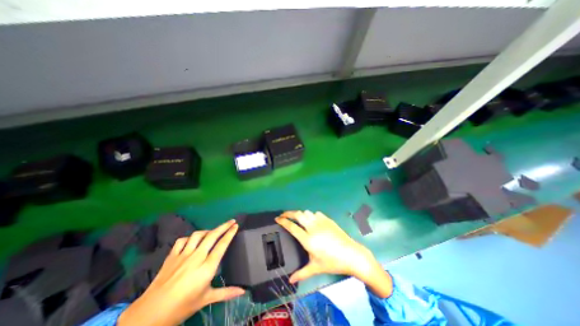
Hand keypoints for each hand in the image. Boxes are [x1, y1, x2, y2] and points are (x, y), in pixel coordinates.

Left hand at [118, 220, 243, 323]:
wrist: (149, 315)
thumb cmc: (182, 307)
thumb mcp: (206, 299)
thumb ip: (226, 293)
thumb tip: (243, 291)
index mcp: (207, 267)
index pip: (222, 245)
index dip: (230, 233)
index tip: (236, 226)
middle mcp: (197, 257)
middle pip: (212, 236)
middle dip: (224, 226)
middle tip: (231, 221)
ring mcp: (183, 255)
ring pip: (198, 235)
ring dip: (208, 230)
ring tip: (213, 231)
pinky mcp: (172, 256)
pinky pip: (182, 240)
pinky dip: (189, 238)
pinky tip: (192, 240)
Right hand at [277, 211, 394, 297]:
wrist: (352, 254)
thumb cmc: (332, 262)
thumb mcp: (316, 268)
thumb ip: (301, 273)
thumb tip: (290, 281)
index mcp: (308, 239)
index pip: (292, 227)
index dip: (283, 221)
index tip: (277, 218)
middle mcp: (313, 227)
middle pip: (298, 214)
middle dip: (289, 213)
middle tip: (283, 214)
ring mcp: (321, 222)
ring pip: (307, 212)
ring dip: (300, 214)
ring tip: (297, 218)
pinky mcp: (328, 220)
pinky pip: (316, 213)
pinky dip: (311, 215)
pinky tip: (312, 220)